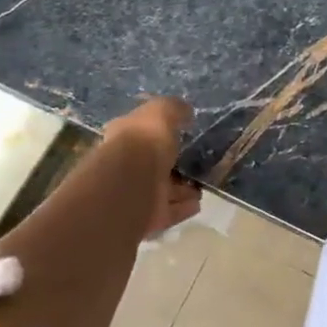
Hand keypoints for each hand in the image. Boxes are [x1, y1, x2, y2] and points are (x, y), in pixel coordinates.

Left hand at [105, 96, 200, 236]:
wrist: (130, 184)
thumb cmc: (143, 141)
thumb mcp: (161, 112)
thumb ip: (174, 109)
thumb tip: (186, 111)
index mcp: (124, 137)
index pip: (141, 133)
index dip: (158, 133)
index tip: (180, 133)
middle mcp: (126, 166)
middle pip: (153, 165)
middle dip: (172, 166)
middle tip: (194, 163)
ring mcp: (136, 193)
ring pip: (162, 190)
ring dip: (181, 190)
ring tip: (201, 186)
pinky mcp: (147, 217)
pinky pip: (169, 211)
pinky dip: (183, 207)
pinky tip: (198, 203)